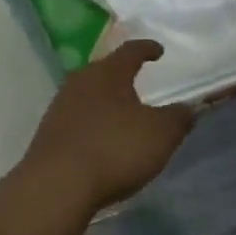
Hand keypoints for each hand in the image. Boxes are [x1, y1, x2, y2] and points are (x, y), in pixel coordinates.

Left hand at [21, 40, 194, 214]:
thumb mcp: (161, 134)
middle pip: (104, 71)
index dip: (147, 49)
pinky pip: (77, 119)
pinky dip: (92, 123)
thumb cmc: (115, 149)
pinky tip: (101, 138)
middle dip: (122, 75)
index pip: (131, 51)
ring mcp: (60, 107)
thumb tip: (187, 109)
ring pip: (88, 94)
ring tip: (121, 112)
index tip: (158, 51)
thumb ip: (178, 118)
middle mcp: (80, 82)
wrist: (57, 185)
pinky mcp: (48, 133)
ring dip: (105, 100)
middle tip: (138, 81)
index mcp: (109, 73)